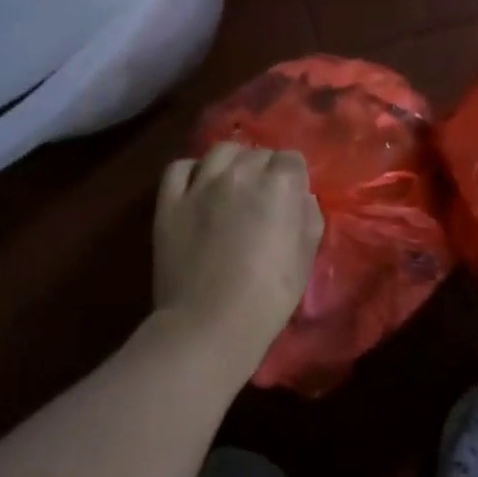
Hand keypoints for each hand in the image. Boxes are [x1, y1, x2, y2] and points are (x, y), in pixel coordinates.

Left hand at [154, 143, 323, 371]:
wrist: (209, 324)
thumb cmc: (268, 296)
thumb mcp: (305, 257)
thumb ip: (308, 217)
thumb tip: (300, 198)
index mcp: (280, 185)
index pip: (291, 159)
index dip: (293, 178)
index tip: (290, 200)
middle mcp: (241, 173)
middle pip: (257, 154)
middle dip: (264, 171)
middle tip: (262, 200)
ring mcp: (201, 184)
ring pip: (221, 151)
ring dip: (232, 163)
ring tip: (231, 186)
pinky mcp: (170, 200)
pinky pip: (180, 168)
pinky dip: (192, 172)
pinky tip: (198, 188)